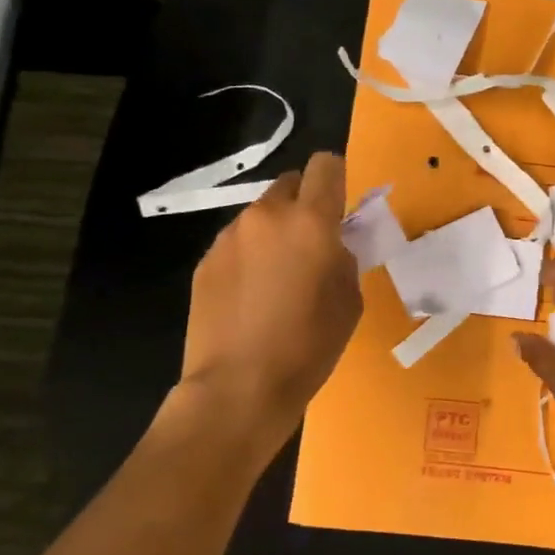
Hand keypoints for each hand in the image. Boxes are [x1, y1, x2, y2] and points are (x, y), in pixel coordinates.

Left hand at [161, 152, 362, 462]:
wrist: (238, 388)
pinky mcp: (205, 261)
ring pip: (261, 215)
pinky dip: (249, 257)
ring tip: (277, 278)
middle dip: (305, 204)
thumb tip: (331, 245)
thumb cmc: (308, 346)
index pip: (325, 165)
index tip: (340, 207)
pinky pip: (237, 243)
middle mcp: (266, 216)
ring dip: (275, 232)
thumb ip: (343, 257)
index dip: (336, 178)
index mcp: (310, 221)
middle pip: (290, 184)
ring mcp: (230, 237)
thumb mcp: (349, 300)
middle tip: (311, 246)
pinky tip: (250, 297)